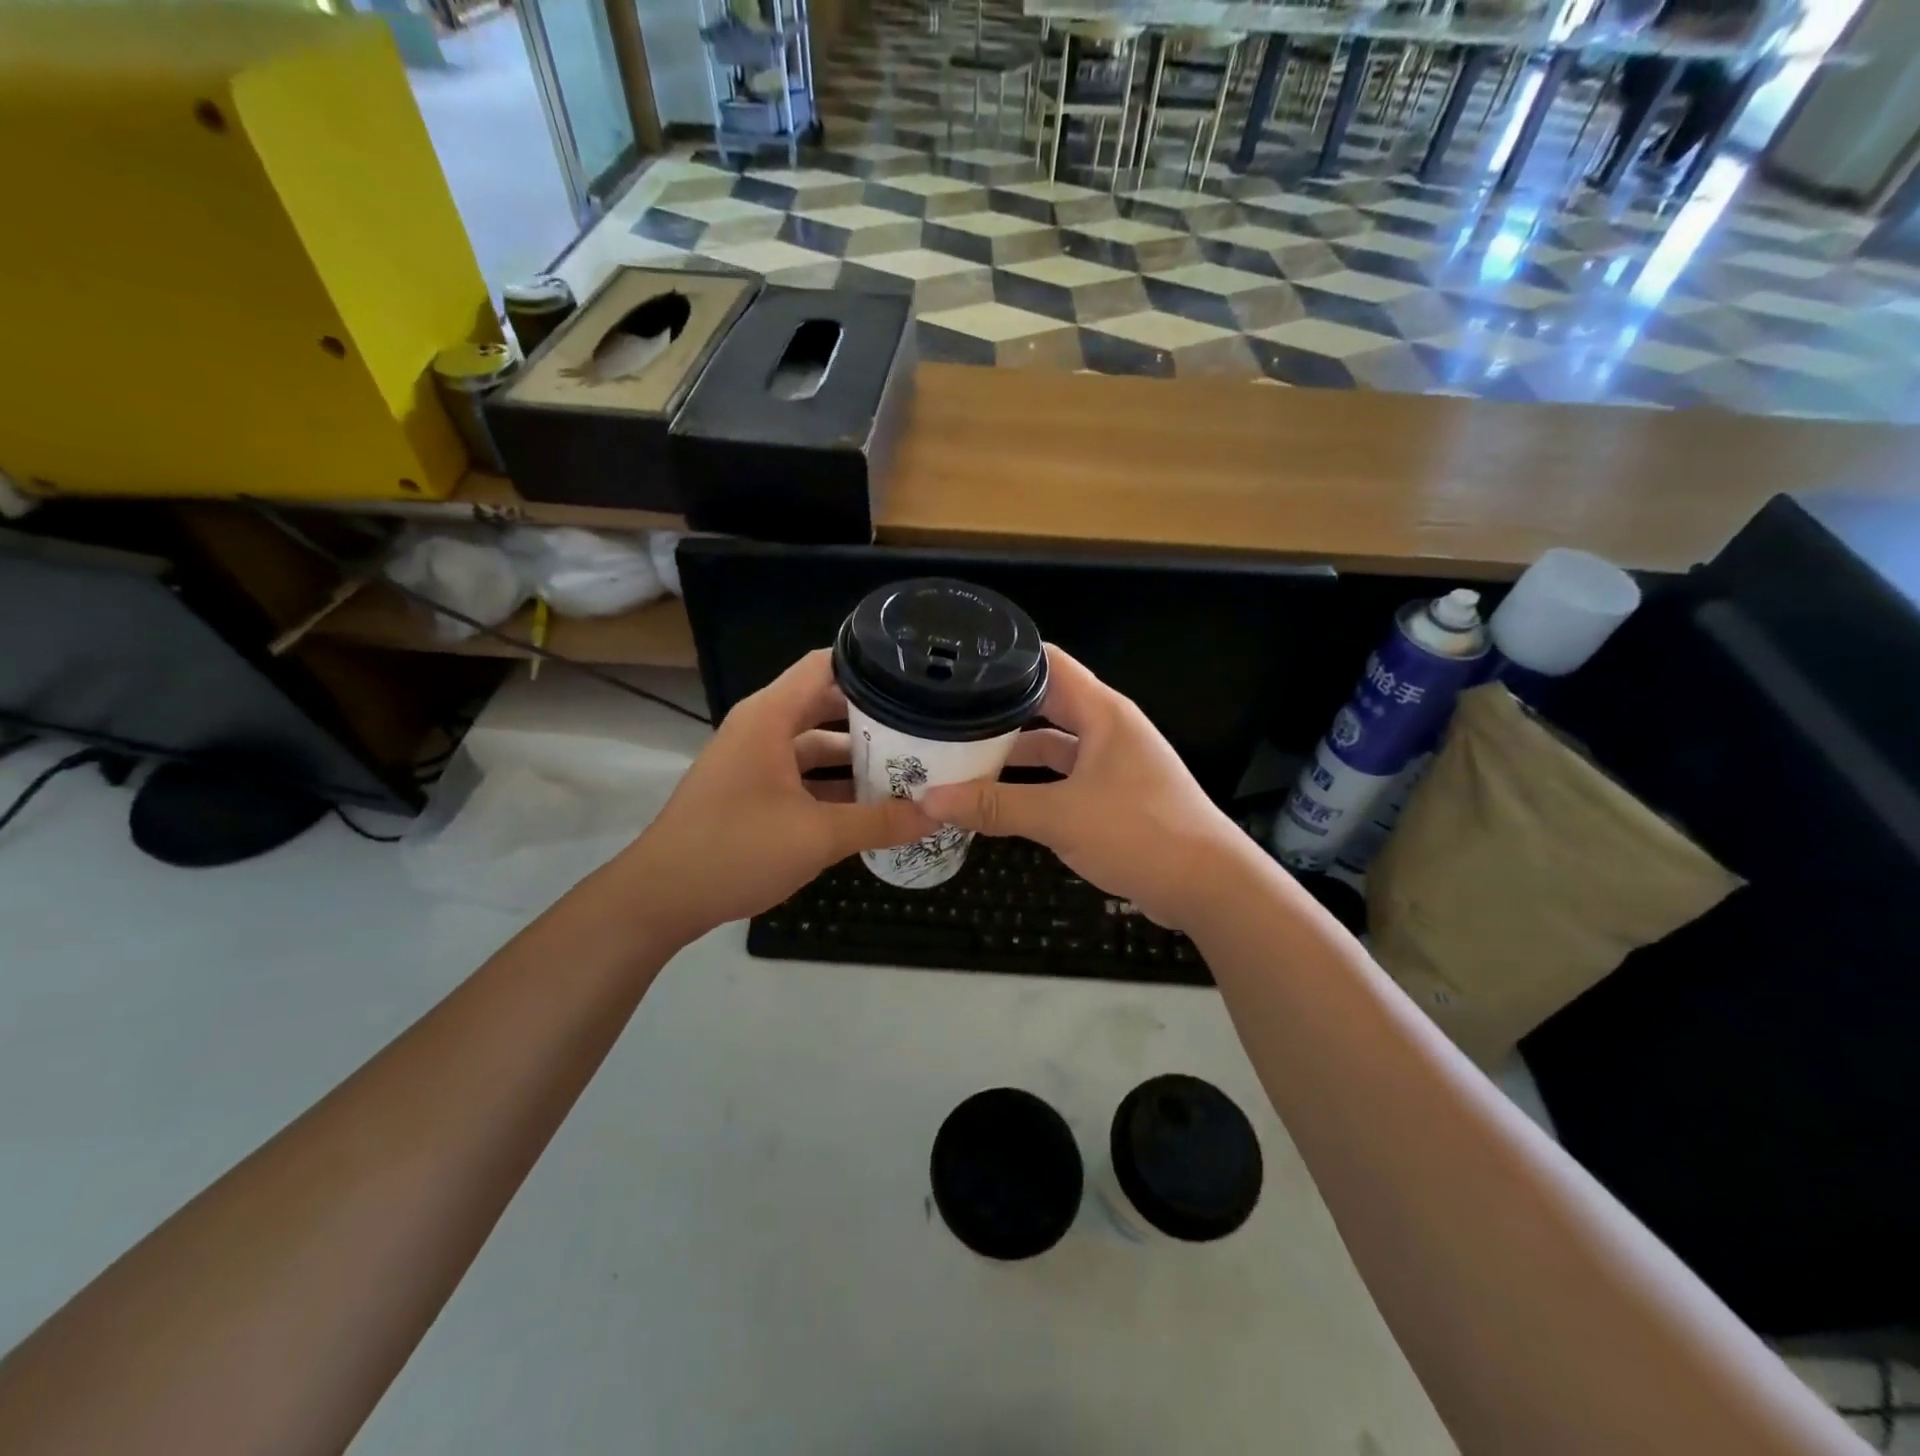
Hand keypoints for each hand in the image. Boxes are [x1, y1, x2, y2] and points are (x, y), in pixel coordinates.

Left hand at [619, 650, 935, 943]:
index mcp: (770, 717)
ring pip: (814, 743)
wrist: (661, 897)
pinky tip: (870, 803)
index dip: (870, 664)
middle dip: (873, 715)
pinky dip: (833, 783)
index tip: (916, 675)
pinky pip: (801, 773)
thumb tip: (937, 814)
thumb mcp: (818, 836)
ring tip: (909, 764)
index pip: (825, 665)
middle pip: (825, 703)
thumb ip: (880, 822)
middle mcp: (761, 728)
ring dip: (855, 755)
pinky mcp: (750, 790)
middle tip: (925, 724)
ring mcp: (753, 760)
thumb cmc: (737, 849)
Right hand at [921, 646, 1250, 932]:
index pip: (1048, 663)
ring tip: (961, 755)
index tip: (959, 666)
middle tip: (947, 713)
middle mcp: (1107, 728)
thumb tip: (931, 800)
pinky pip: (1063, 777)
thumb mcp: (1061, 817)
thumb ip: (995, 807)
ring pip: (1052, 746)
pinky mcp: (1113, 795)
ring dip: (1014, 753)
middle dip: (999, 710)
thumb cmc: (1139, 833)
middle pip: (1045, 704)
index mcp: (1102, 712)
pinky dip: (1032, 784)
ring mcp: (1111, 762)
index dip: (1006, 659)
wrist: (1208, 886)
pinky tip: (999, 796)